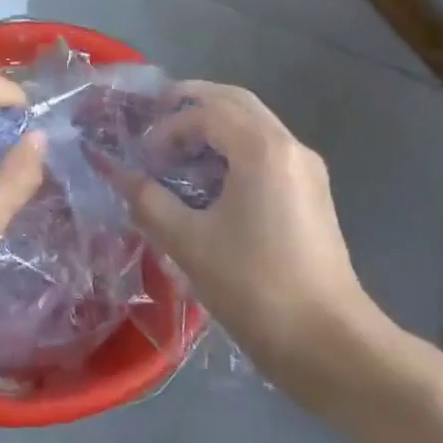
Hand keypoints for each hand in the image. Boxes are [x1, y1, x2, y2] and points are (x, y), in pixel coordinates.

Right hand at [116, 81, 398, 400]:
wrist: (326, 341)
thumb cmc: (253, 286)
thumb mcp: (188, 242)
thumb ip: (148, 200)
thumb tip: (116, 173)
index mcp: (263, 150)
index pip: (206, 112)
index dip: (166, 128)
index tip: (143, 160)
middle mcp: (290, 146)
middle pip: (236, 102)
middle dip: (192, 104)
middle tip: (154, 116)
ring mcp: (306, 169)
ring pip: (254, 124)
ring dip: (213, 126)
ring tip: (176, 151)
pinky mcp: (311, 193)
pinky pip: (267, 150)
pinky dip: (233, 149)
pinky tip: (209, 181)